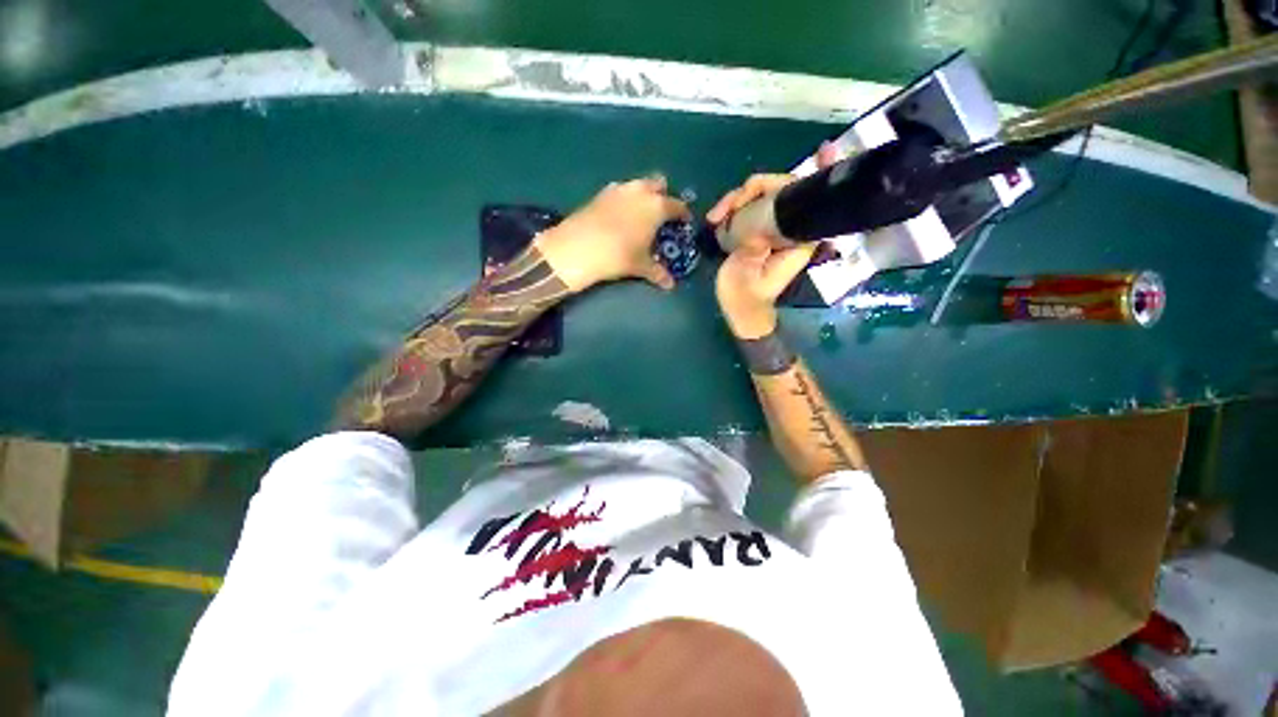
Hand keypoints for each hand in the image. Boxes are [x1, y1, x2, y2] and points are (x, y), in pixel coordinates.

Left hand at [534, 176, 690, 292]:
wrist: (578, 247)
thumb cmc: (618, 255)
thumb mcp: (641, 266)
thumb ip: (658, 273)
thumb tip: (670, 285)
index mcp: (657, 206)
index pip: (678, 206)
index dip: (683, 215)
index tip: (684, 223)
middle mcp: (641, 191)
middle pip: (659, 184)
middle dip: (663, 195)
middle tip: (661, 214)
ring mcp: (620, 188)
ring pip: (638, 184)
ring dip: (643, 195)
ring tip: (640, 214)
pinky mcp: (601, 192)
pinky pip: (620, 190)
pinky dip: (624, 198)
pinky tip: (619, 214)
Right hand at [710, 144, 837, 338]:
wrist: (739, 307)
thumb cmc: (749, 295)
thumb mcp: (754, 272)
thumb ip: (756, 244)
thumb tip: (753, 216)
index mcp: (798, 234)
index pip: (806, 196)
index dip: (816, 174)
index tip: (824, 151)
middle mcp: (787, 225)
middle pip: (778, 188)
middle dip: (751, 190)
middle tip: (724, 209)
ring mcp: (768, 226)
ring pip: (757, 195)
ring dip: (734, 200)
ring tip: (714, 217)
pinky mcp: (752, 229)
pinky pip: (743, 207)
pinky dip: (728, 208)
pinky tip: (714, 219)